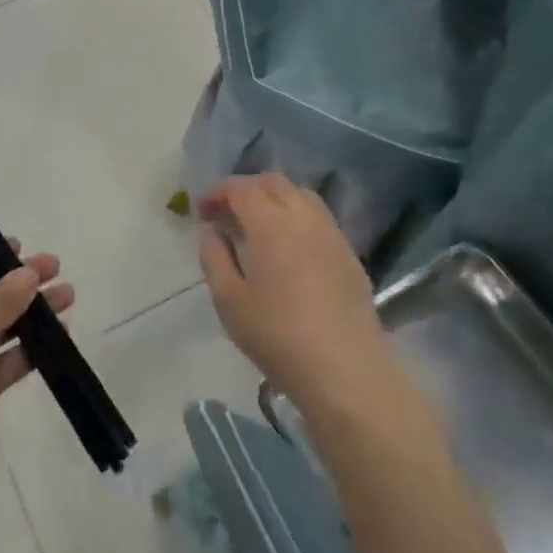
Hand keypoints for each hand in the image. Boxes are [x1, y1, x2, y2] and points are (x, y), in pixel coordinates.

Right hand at [198, 175, 388, 403]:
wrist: (345, 370)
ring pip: (301, 195)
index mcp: (271, 223)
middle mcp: (304, 217)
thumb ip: (214, 257)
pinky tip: (289, 248)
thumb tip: (212, 231)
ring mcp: (332, 234)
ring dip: (275, 199)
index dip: (218, 192)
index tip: (202, 211)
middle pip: (274, 183)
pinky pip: (319, 218)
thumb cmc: (277, 335)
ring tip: (258, 226)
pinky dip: (297, 217)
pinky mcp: (349, 255)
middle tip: (227, 214)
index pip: (241, 188)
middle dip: (246, 189)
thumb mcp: (229, 300)